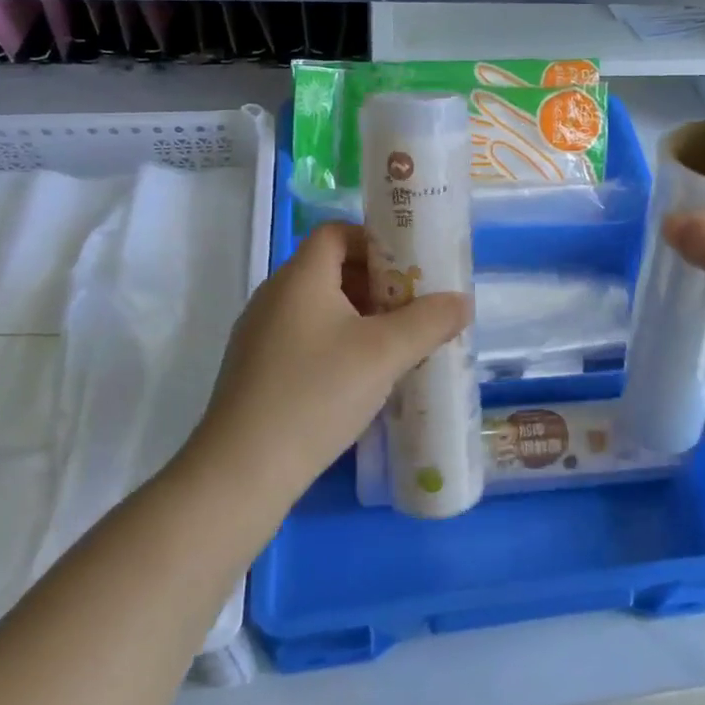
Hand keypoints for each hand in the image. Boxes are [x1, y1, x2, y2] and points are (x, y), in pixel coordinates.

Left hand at [187, 223, 470, 500]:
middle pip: (330, 269)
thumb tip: (463, 301)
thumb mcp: (385, 354)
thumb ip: (429, 321)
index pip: (336, 232)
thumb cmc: (317, 394)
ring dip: (360, 317)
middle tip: (413, 309)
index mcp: (300, 278)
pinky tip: (360, 380)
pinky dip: (337, 344)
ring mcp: (260, 335)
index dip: (375, 240)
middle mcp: (274, 296)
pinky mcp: (256, 371)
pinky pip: (305, 338)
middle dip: (377, 284)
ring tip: (395, 346)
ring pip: (319, 308)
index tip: (410, 268)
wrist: (241, 472)